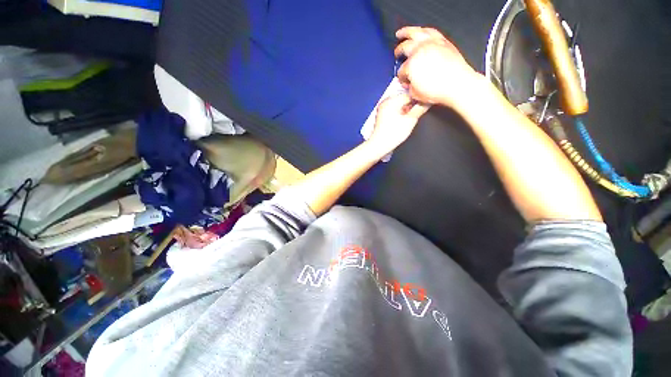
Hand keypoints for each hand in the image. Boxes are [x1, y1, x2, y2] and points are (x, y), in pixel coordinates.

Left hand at [366, 94, 428, 155]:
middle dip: (412, 105)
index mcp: (392, 100)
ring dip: (406, 110)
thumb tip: (427, 102)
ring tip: (408, 119)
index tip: (424, 105)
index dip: (419, 100)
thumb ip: (420, 109)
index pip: (410, 94)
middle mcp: (386, 102)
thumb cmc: (392, 135)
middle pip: (404, 99)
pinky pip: (394, 110)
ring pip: (399, 105)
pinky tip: (402, 121)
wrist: (379, 145)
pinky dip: (399, 114)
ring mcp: (383, 109)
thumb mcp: (410, 120)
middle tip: (416, 114)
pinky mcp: (382, 116)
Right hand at [395, 27, 480, 107]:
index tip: (405, 81)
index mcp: (411, 65)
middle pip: (404, 47)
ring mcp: (431, 43)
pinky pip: (430, 31)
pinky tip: (420, 31)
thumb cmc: (438, 90)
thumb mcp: (416, 95)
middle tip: (397, 54)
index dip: (401, 78)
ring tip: (400, 33)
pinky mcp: (442, 41)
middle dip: (398, 52)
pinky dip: (423, 30)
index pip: (401, 70)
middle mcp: (419, 50)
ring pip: (415, 33)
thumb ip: (410, 88)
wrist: (457, 84)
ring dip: (406, 32)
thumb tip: (410, 84)